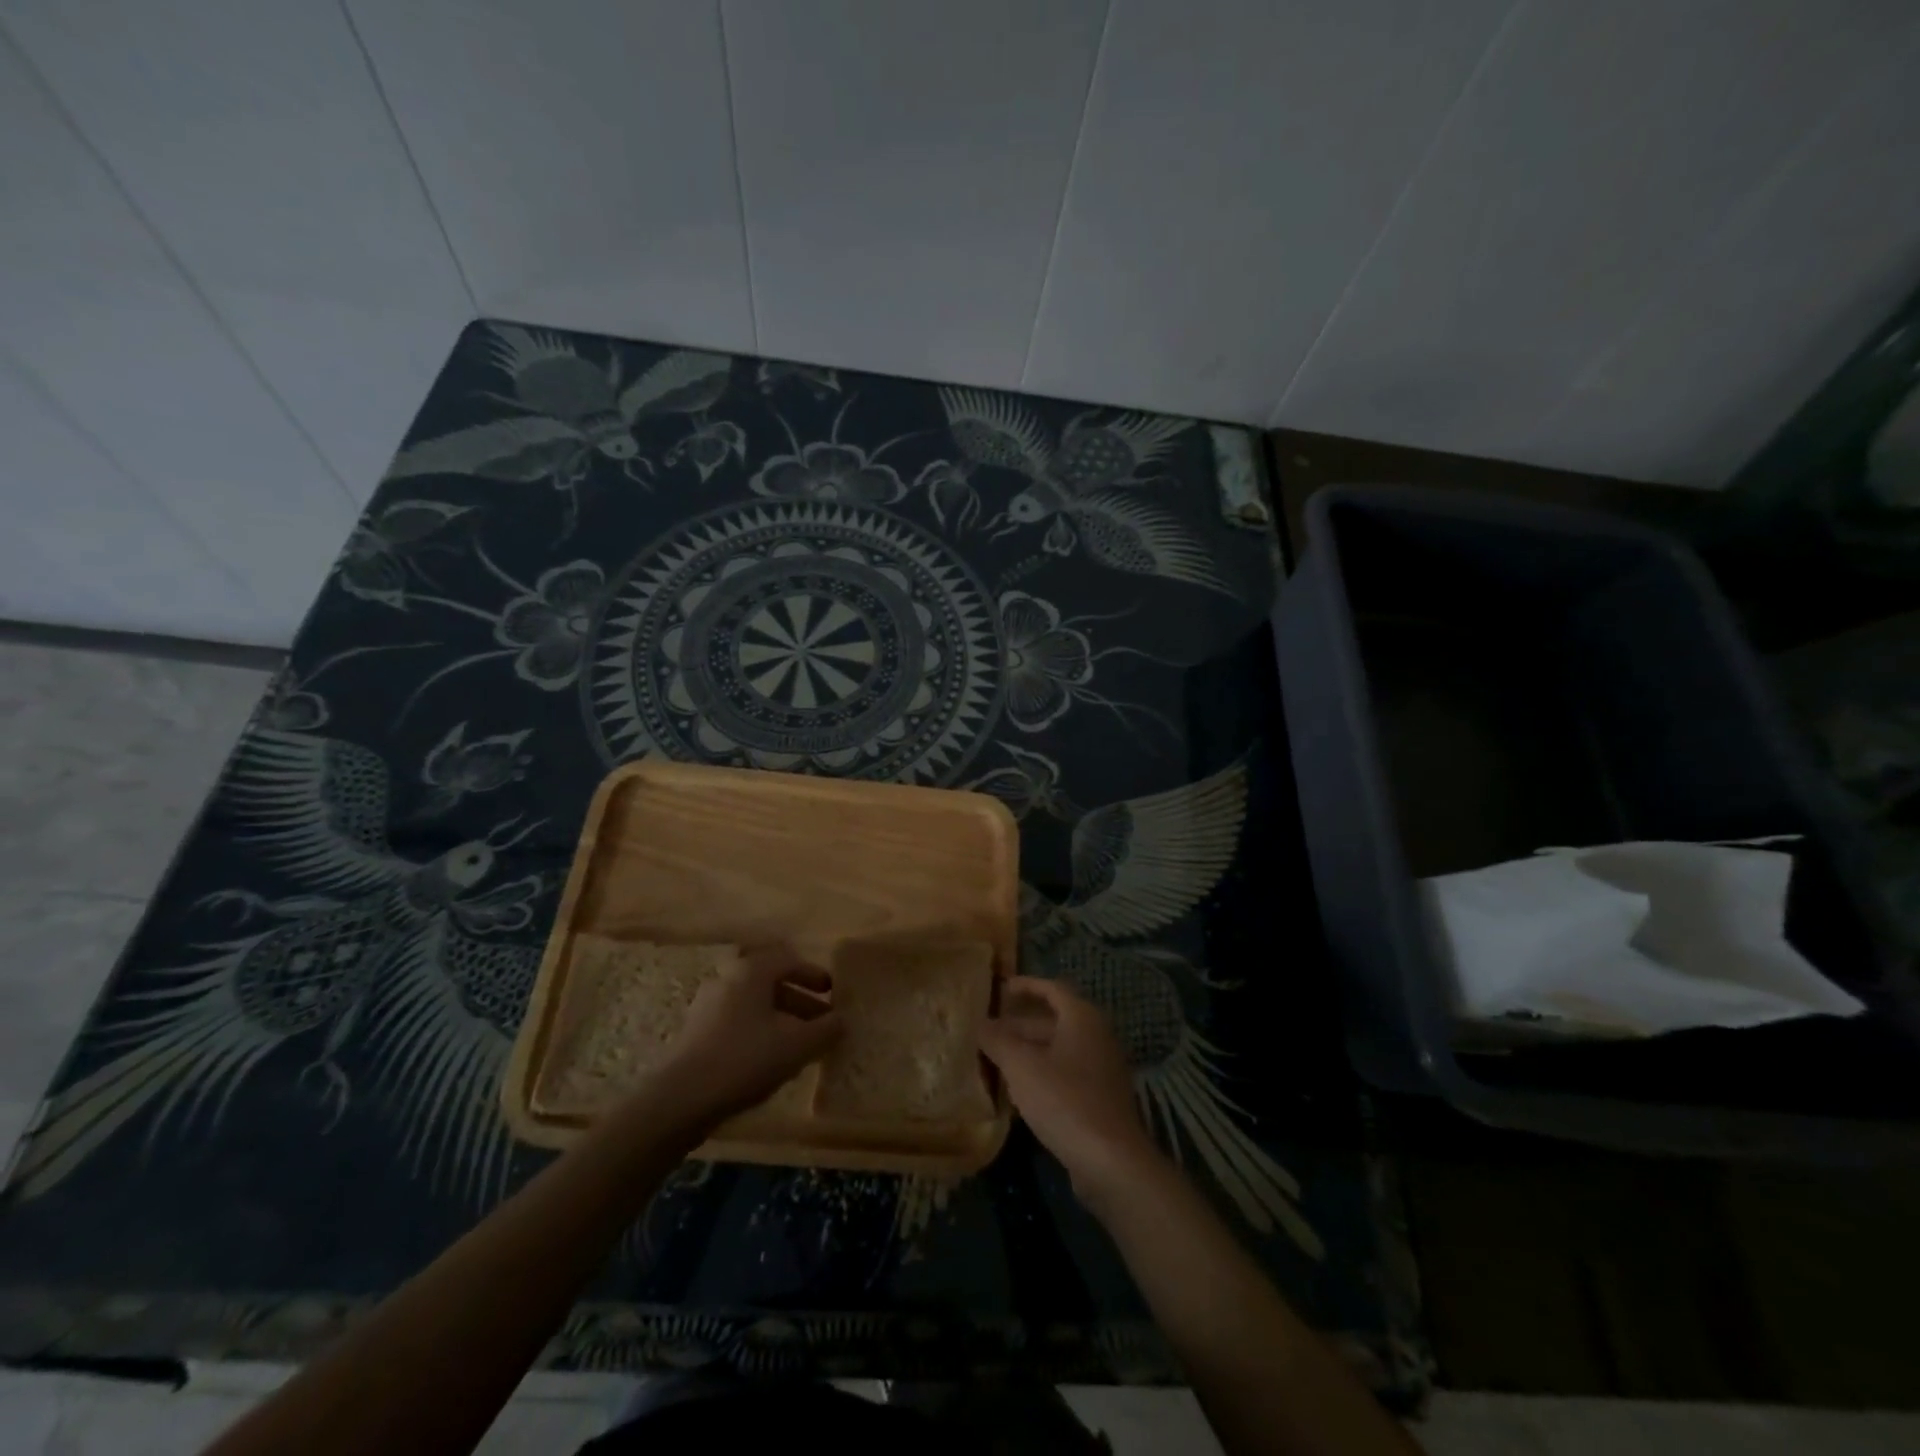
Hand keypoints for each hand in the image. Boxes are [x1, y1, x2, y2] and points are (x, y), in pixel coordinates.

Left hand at [648, 947, 842, 1134]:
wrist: (680, 1099)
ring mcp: (707, 1005)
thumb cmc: (745, 1059)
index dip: (814, 975)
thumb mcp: (797, 1045)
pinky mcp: (696, 1032)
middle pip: (771, 982)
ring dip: (780, 1018)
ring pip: (753, 1004)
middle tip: (821, 1021)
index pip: (789, 960)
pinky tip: (770, 1059)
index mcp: (751, 971)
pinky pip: (737, 1021)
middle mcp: (727, 978)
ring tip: (800, 1044)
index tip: (832, 993)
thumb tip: (842, 1020)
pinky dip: (759, 1031)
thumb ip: (826, 1030)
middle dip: (800, 1000)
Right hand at [979, 976, 1161, 1206]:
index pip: (1052, 988)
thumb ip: (998, 1040)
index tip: (1001, 989)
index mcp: (1082, 1018)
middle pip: (1055, 1020)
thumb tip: (980, 1023)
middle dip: (1021, 1024)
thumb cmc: (1065, 1100)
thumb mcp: (1021, 1066)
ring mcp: (1102, 1068)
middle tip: (990, 1032)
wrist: (1111, 1161)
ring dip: (1029, 1051)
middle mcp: (1097, 1036)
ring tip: (997, 1060)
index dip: (1026, 985)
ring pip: (1060, 1049)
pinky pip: (1067, 1073)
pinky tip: (1020, 1092)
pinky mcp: (1102, 1098)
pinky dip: (1043, 1073)